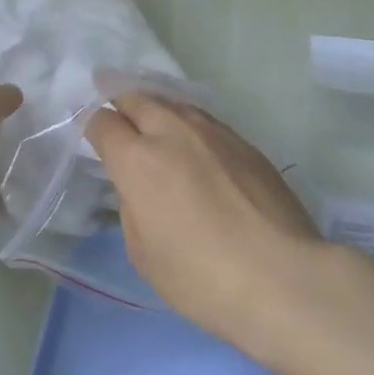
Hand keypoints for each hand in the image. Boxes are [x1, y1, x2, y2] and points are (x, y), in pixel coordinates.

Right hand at [86, 93, 322, 342]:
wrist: (281, 276)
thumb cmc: (200, 276)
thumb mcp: (143, 252)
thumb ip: (132, 205)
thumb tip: (139, 184)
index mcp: (137, 159)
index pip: (102, 122)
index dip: (92, 125)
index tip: (92, 135)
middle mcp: (172, 131)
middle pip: (137, 98)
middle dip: (120, 102)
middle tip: (115, 111)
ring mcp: (213, 132)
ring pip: (174, 104)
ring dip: (157, 110)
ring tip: (154, 124)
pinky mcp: (245, 142)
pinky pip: (205, 122)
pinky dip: (189, 126)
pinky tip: (196, 148)